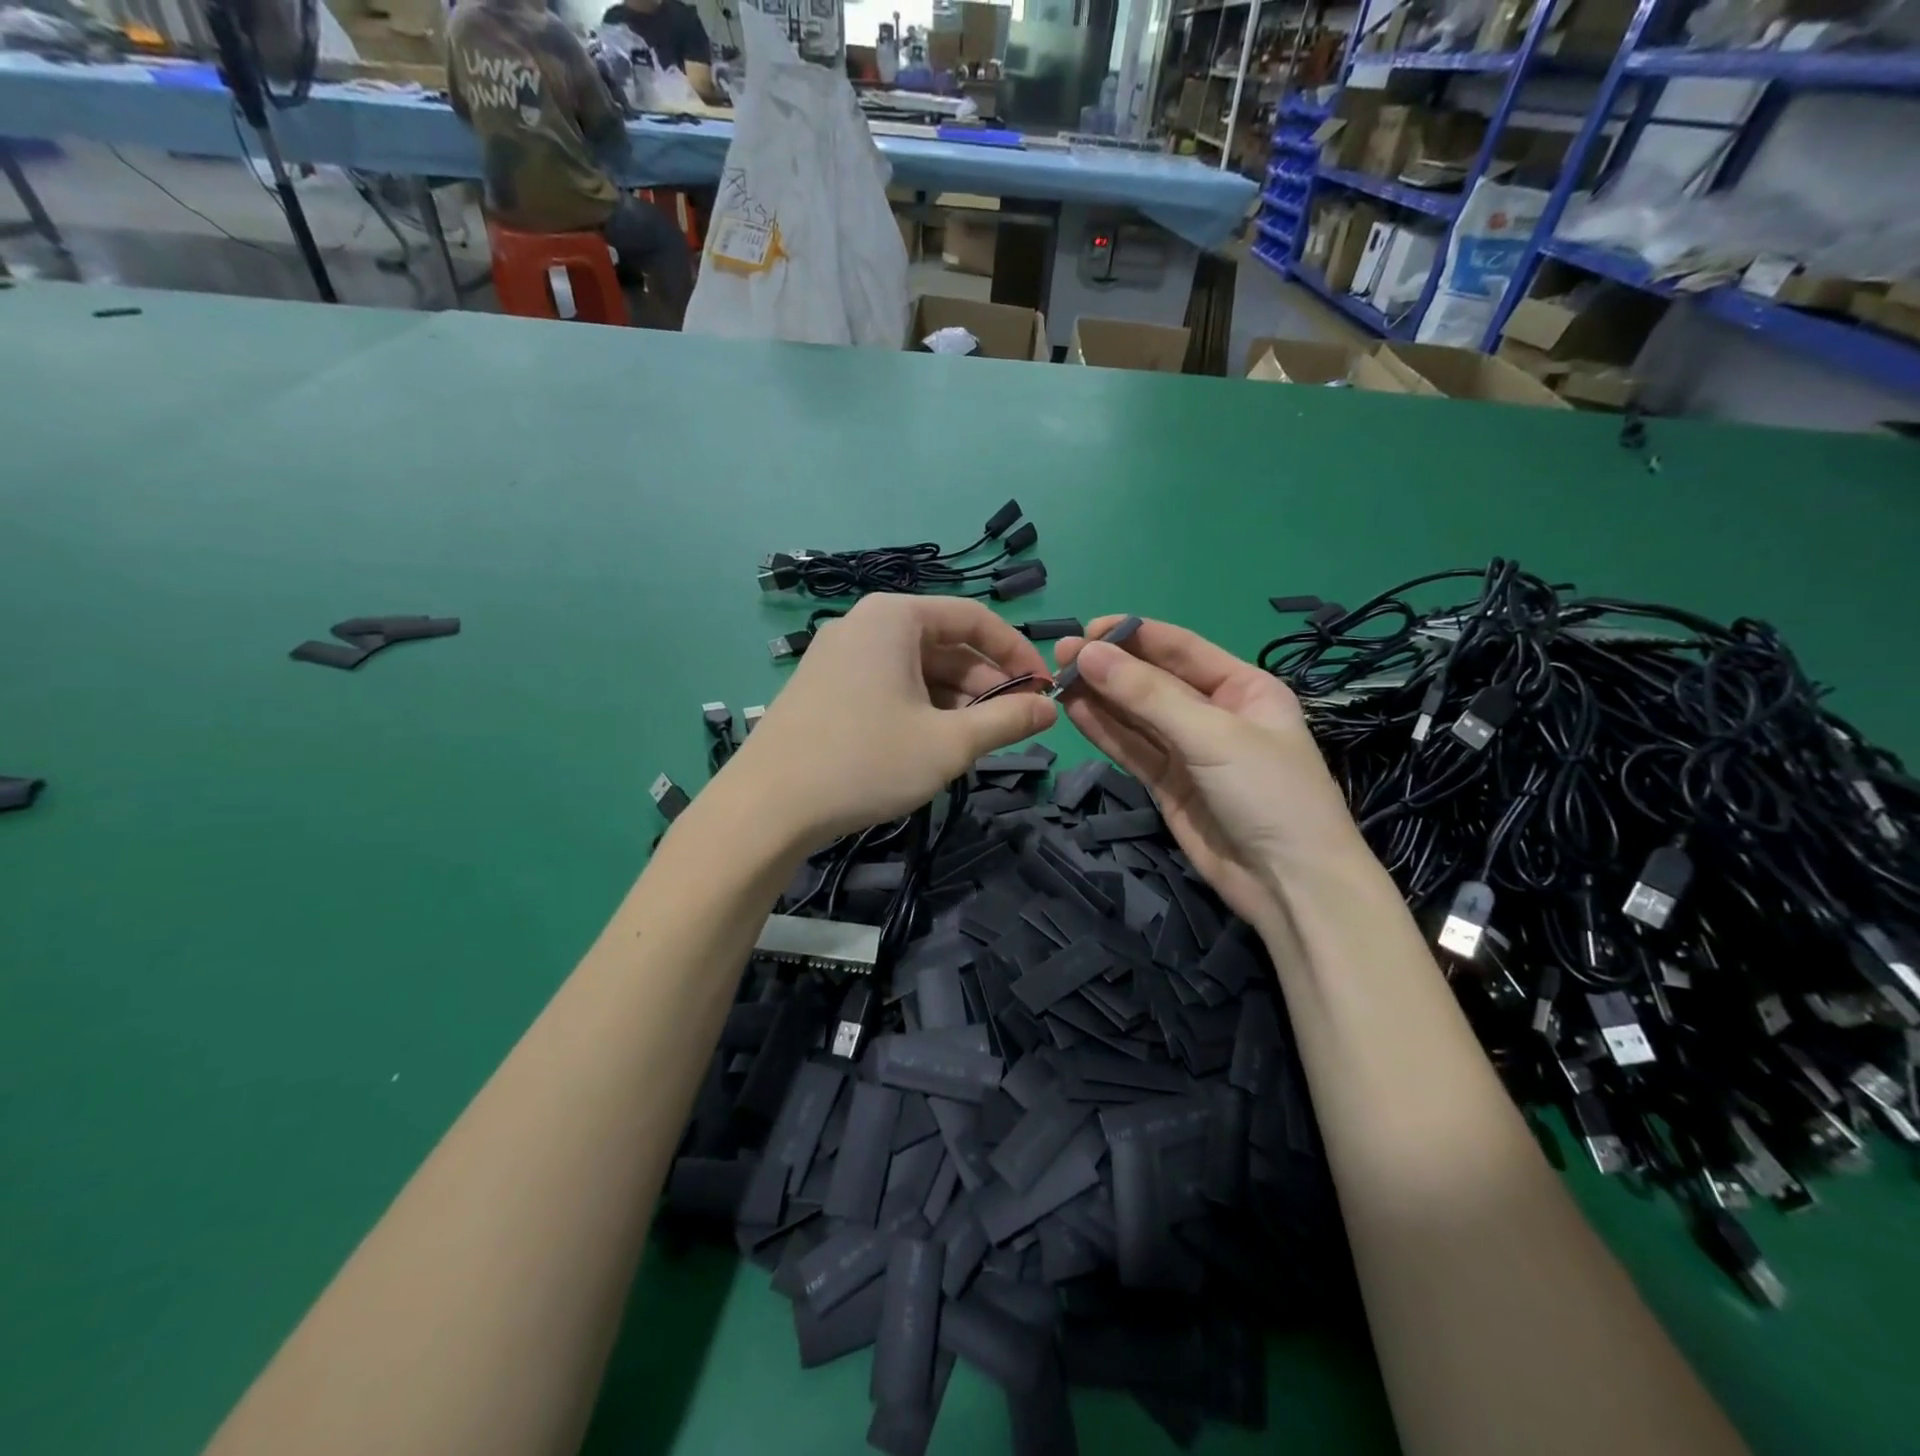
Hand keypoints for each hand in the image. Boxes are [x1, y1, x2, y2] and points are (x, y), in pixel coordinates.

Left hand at [730, 594, 1057, 845]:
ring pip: (916, 669)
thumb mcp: (949, 743)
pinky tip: (933, 745)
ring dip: (955, 701)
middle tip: (1013, 725)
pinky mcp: (825, 687)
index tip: (1044, 689)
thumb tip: (1050, 708)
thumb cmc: (866, 762)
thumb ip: (1007, 721)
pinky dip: (920, 709)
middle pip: (944, 644)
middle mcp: (865, 624)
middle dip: (985, 684)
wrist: (767, 807)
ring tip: (976, 742)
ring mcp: (839, 655)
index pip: (975, 618)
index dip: (1017, 653)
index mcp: (894, 618)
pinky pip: (888, 685)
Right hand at [1052, 617, 1367, 929]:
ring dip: (1099, 697)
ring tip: (1056, 679)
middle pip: (1153, 681)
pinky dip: (1104, 730)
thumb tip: (1089, 654)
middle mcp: (1215, 713)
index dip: (1133, 635)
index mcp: (1243, 687)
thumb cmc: (1268, 794)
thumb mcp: (1213, 735)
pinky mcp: (1168, 784)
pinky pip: (1132, 749)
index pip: (1180, 648)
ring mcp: (1189, 751)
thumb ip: (1148, 695)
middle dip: (1109, 667)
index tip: (1086, 630)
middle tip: (1060, 655)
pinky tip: (1074, 710)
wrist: (1290, 886)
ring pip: (1137, 715)